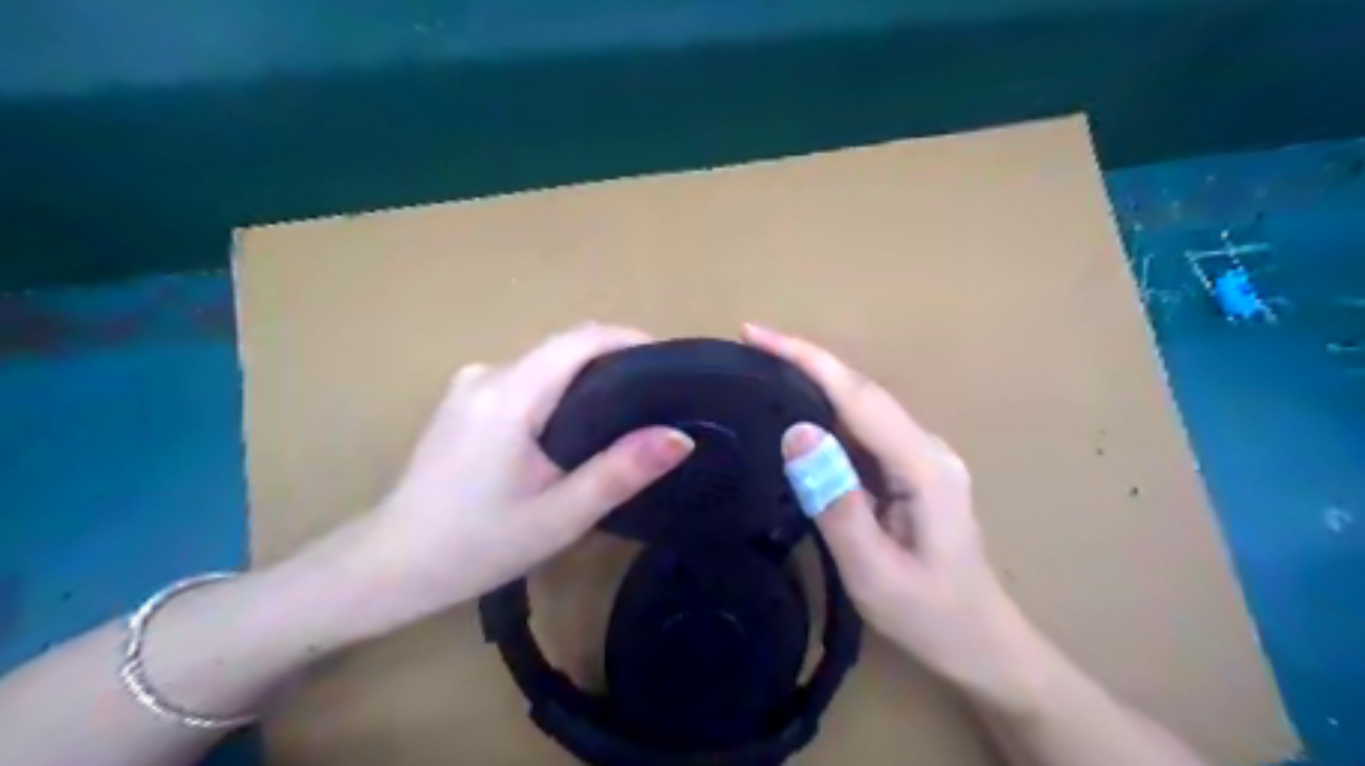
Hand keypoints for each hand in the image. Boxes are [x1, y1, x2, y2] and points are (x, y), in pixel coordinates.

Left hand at [331, 319, 695, 628]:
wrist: (389, 567)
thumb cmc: (476, 546)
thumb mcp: (559, 515)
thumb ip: (621, 471)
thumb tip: (680, 437)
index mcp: (509, 394)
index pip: (580, 339)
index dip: (629, 340)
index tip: (668, 364)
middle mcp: (487, 375)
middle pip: (563, 348)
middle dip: (614, 361)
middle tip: (657, 399)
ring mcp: (469, 385)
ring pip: (544, 364)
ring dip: (586, 378)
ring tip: (624, 417)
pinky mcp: (462, 402)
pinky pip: (525, 380)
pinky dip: (558, 391)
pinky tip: (573, 430)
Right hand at [746, 323, 1045, 712]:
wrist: (983, 645)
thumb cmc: (929, 615)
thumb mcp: (873, 571)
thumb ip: (835, 501)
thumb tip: (796, 432)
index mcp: (922, 466)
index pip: (857, 395)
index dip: (806, 358)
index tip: (756, 334)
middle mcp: (926, 447)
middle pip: (860, 390)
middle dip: (804, 360)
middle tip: (750, 344)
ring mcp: (921, 457)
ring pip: (861, 406)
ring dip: (813, 381)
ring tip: (763, 368)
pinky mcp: (910, 470)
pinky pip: (863, 430)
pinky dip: (827, 412)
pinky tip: (798, 412)